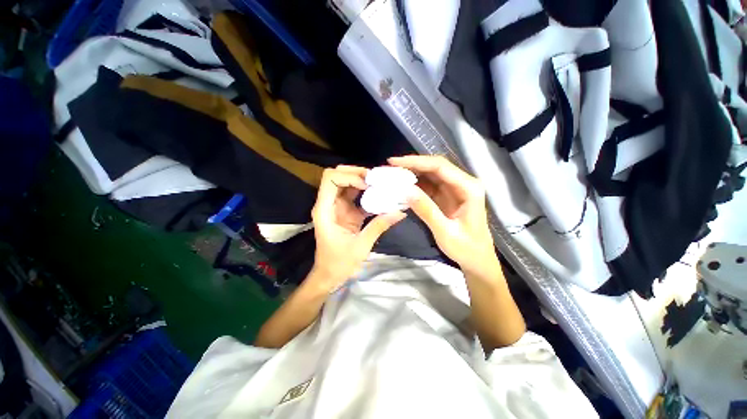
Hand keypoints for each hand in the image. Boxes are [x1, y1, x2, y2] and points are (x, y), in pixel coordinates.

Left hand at [309, 165, 405, 291]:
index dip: (349, 176)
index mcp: (325, 210)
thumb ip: (379, 226)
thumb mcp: (361, 245)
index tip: (367, 185)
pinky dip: (367, 193)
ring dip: (364, 181)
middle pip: (338, 176)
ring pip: (348, 183)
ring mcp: (337, 207)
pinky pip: (355, 196)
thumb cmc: (339, 263)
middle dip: (357, 173)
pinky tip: (380, 195)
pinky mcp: (345, 212)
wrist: (330, 275)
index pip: (330, 179)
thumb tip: (400, 211)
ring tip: (381, 184)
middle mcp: (328, 204)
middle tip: (376, 179)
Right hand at [388, 155, 495, 269]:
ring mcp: (454, 189)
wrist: (477, 260)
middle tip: (390, 167)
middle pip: (434, 166)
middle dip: (411, 165)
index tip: (394, 162)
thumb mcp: (445, 232)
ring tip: (392, 174)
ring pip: (430, 174)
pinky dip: (414, 184)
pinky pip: (428, 185)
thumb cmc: (466, 248)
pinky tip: (402, 185)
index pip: (440, 166)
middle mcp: (463, 183)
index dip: (416, 161)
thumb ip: (427, 210)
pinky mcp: (446, 196)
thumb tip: (405, 190)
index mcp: (468, 188)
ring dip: (411, 173)